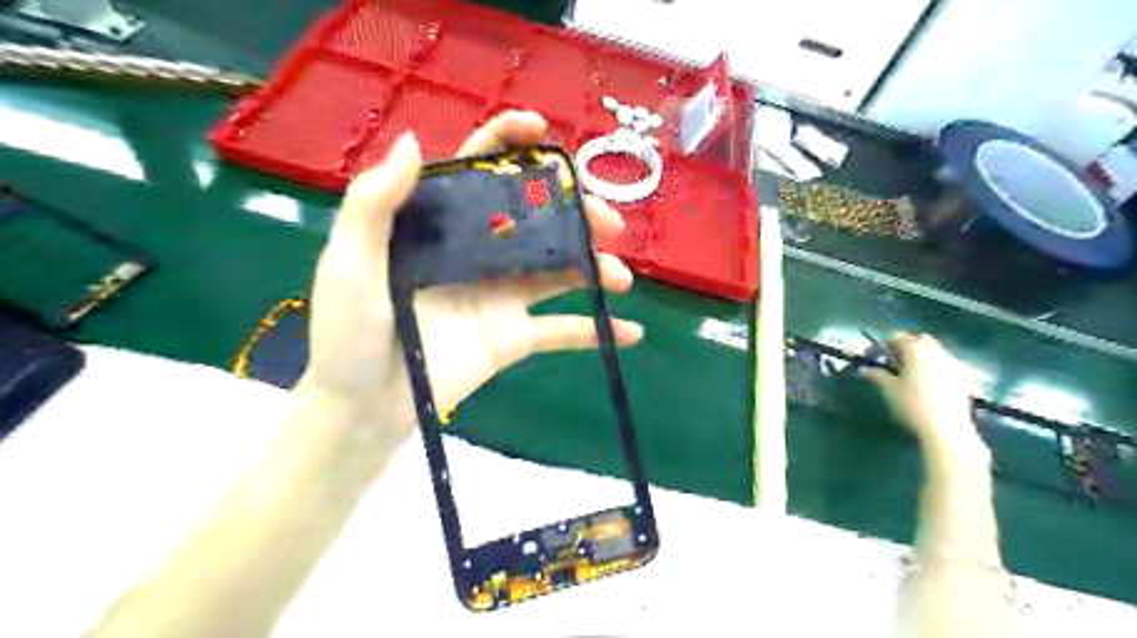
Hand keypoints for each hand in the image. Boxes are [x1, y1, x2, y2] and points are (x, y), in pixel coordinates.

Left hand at [296, 110, 642, 446]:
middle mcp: (478, 252)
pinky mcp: (514, 337)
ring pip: (559, 270)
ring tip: (619, 277)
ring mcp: (501, 295)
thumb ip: (375, 203)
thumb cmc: (348, 333)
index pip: (480, 171)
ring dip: (596, 267)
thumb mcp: (351, 262)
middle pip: (536, 218)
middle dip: (576, 212)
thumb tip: (417, 141)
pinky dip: (597, 331)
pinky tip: (629, 332)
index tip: (543, 133)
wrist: (364, 406)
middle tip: (607, 222)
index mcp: (440, 225)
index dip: (510, 143)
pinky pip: (562, 330)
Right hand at [867, 332, 982, 454]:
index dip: (887, 345)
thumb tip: (865, 370)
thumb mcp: (889, 390)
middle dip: (908, 345)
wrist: (947, 428)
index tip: (880, 356)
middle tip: (897, 361)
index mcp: (915, 350)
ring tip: (912, 373)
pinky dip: (935, 366)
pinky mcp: (962, 376)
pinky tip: (928, 383)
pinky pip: (945, 363)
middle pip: (920, 339)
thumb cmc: (912, 405)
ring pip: (935, 350)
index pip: (898, 337)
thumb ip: (877, 375)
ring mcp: (952, 363)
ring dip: (923, 355)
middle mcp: (936, 351)